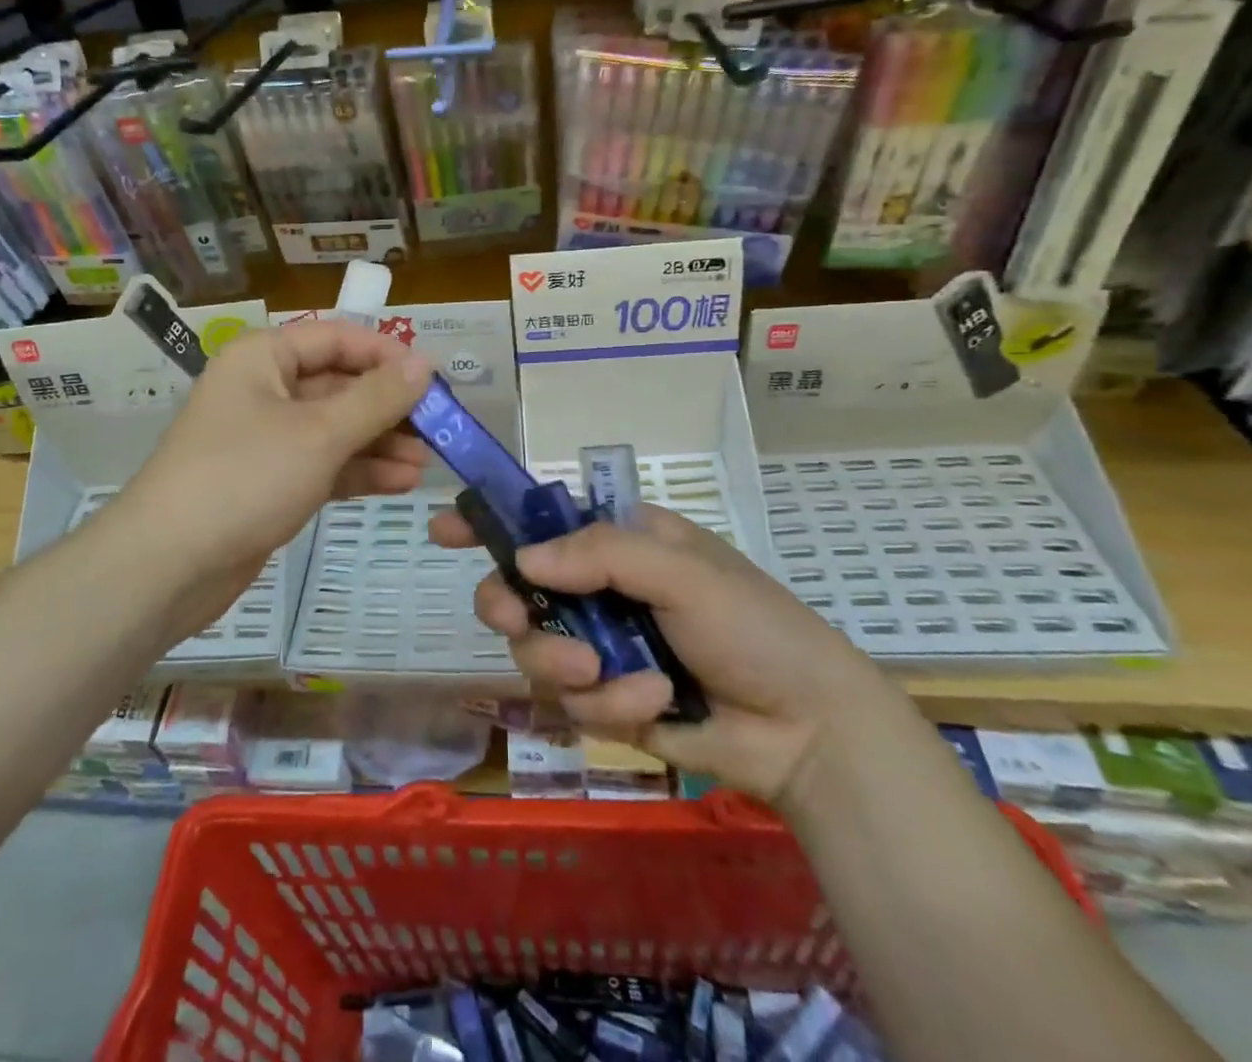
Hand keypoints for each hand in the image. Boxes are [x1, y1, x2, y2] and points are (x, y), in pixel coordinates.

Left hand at [115, 321, 431, 638]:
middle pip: (339, 385)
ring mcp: (266, 439)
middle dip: (388, 407)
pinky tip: (401, 483)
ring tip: (427, 463)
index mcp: (264, 358)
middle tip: (438, 428)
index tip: (432, 379)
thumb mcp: (320, 433)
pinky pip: (324, 464)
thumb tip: (425, 362)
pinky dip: (359, 471)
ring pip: (335, 428)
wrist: (168, 566)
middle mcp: (264, 390)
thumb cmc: (244, 478)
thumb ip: (377, 398)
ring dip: (380, 442)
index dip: (386, 354)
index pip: (336, 337)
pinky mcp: (270, 482)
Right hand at [431, 503, 894, 805]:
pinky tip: (657, 705)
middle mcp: (598, 590)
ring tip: (622, 678)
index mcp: (619, 542)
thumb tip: (523, 560)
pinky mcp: (606, 701)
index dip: (490, 522)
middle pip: (517, 591)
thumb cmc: (753, 627)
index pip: (541, 521)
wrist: (807, 730)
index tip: (443, 528)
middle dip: (512, 609)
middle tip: (517, 622)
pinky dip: (611, 706)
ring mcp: (599, 646)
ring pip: (535, 652)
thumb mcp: (684, 572)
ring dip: (570, 667)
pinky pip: (572, 702)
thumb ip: (603, 554)